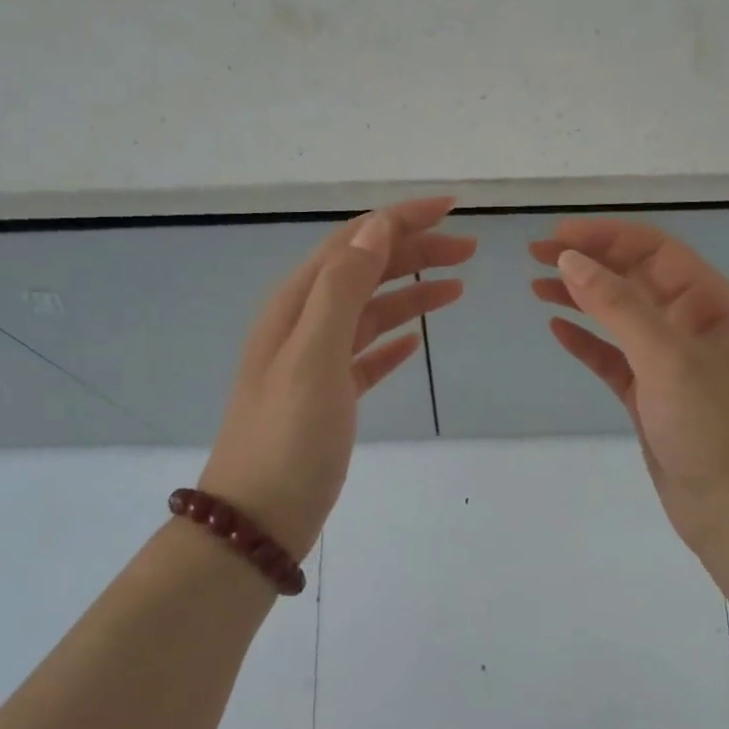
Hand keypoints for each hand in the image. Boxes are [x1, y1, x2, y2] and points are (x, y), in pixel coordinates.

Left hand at [203, 197, 475, 559]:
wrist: (258, 519)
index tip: (453, 208)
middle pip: (366, 270)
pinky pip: (367, 354)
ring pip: (371, 310)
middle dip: (415, 251)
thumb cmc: (287, 436)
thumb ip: (343, 288)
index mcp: (297, 303)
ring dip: (412, 292)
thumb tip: (376, 228)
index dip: (402, 219)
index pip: (355, 241)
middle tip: (470, 250)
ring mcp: (316, 361)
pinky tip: (417, 340)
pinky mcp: (329, 396)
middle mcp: (304, 322)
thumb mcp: (314, 355)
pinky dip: (394, 339)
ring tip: (458, 286)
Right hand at [530, 219, 728, 550]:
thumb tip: (571, 260)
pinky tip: (557, 330)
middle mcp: (692, 326)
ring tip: (536, 284)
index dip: (606, 236)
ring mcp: (671, 363)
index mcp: (711, 304)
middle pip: (634, 279)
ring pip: (620, 317)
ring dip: (581, 298)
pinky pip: (614, 358)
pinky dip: (586, 342)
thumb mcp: (667, 357)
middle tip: (535, 255)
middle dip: (588, 262)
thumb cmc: (712, 427)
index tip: (557, 235)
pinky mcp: (651, 395)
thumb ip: (618, 305)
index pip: (654, 251)